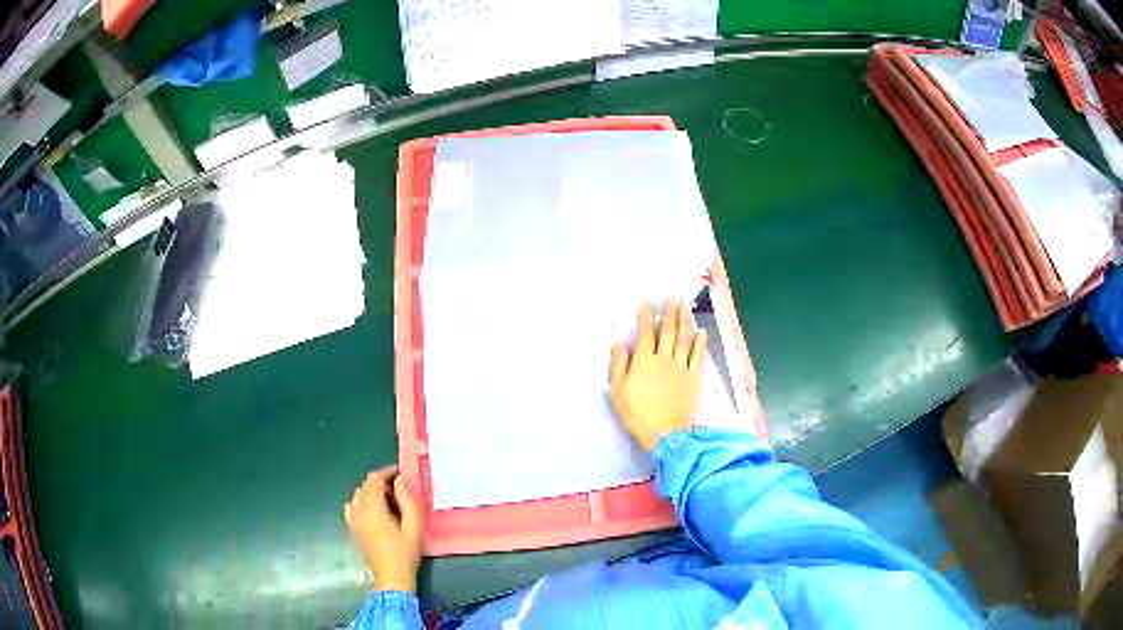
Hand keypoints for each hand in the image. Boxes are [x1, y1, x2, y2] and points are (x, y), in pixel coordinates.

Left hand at [344, 467, 422, 593]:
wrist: (391, 577)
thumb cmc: (405, 552)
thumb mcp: (414, 526)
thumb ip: (408, 500)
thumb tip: (399, 481)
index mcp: (373, 507)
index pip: (374, 479)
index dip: (387, 472)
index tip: (401, 475)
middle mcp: (358, 510)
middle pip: (365, 486)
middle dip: (380, 483)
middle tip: (399, 491)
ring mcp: (352, 520)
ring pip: (358, 495)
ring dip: (371, 492)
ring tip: (388, 502)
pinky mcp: (352, 529)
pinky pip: (352, 507)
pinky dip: (361, 503)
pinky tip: (373, 512)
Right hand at [611, 301, 705, 451]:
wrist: (665, 432)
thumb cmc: (636, 413)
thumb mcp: (618, 391)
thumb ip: (618, 365)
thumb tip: (617, 343)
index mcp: (643, 361)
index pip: (645, 333)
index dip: (646, 316)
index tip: (649, 303)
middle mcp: (663, 359)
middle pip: (667, 332)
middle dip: (669, 313)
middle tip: (672, 298)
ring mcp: (680, 367)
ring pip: (683, 339)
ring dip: (684, 321)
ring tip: (685, 307)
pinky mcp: (693, 378)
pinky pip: (697, 356)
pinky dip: (699, 343)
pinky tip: (701, 332)